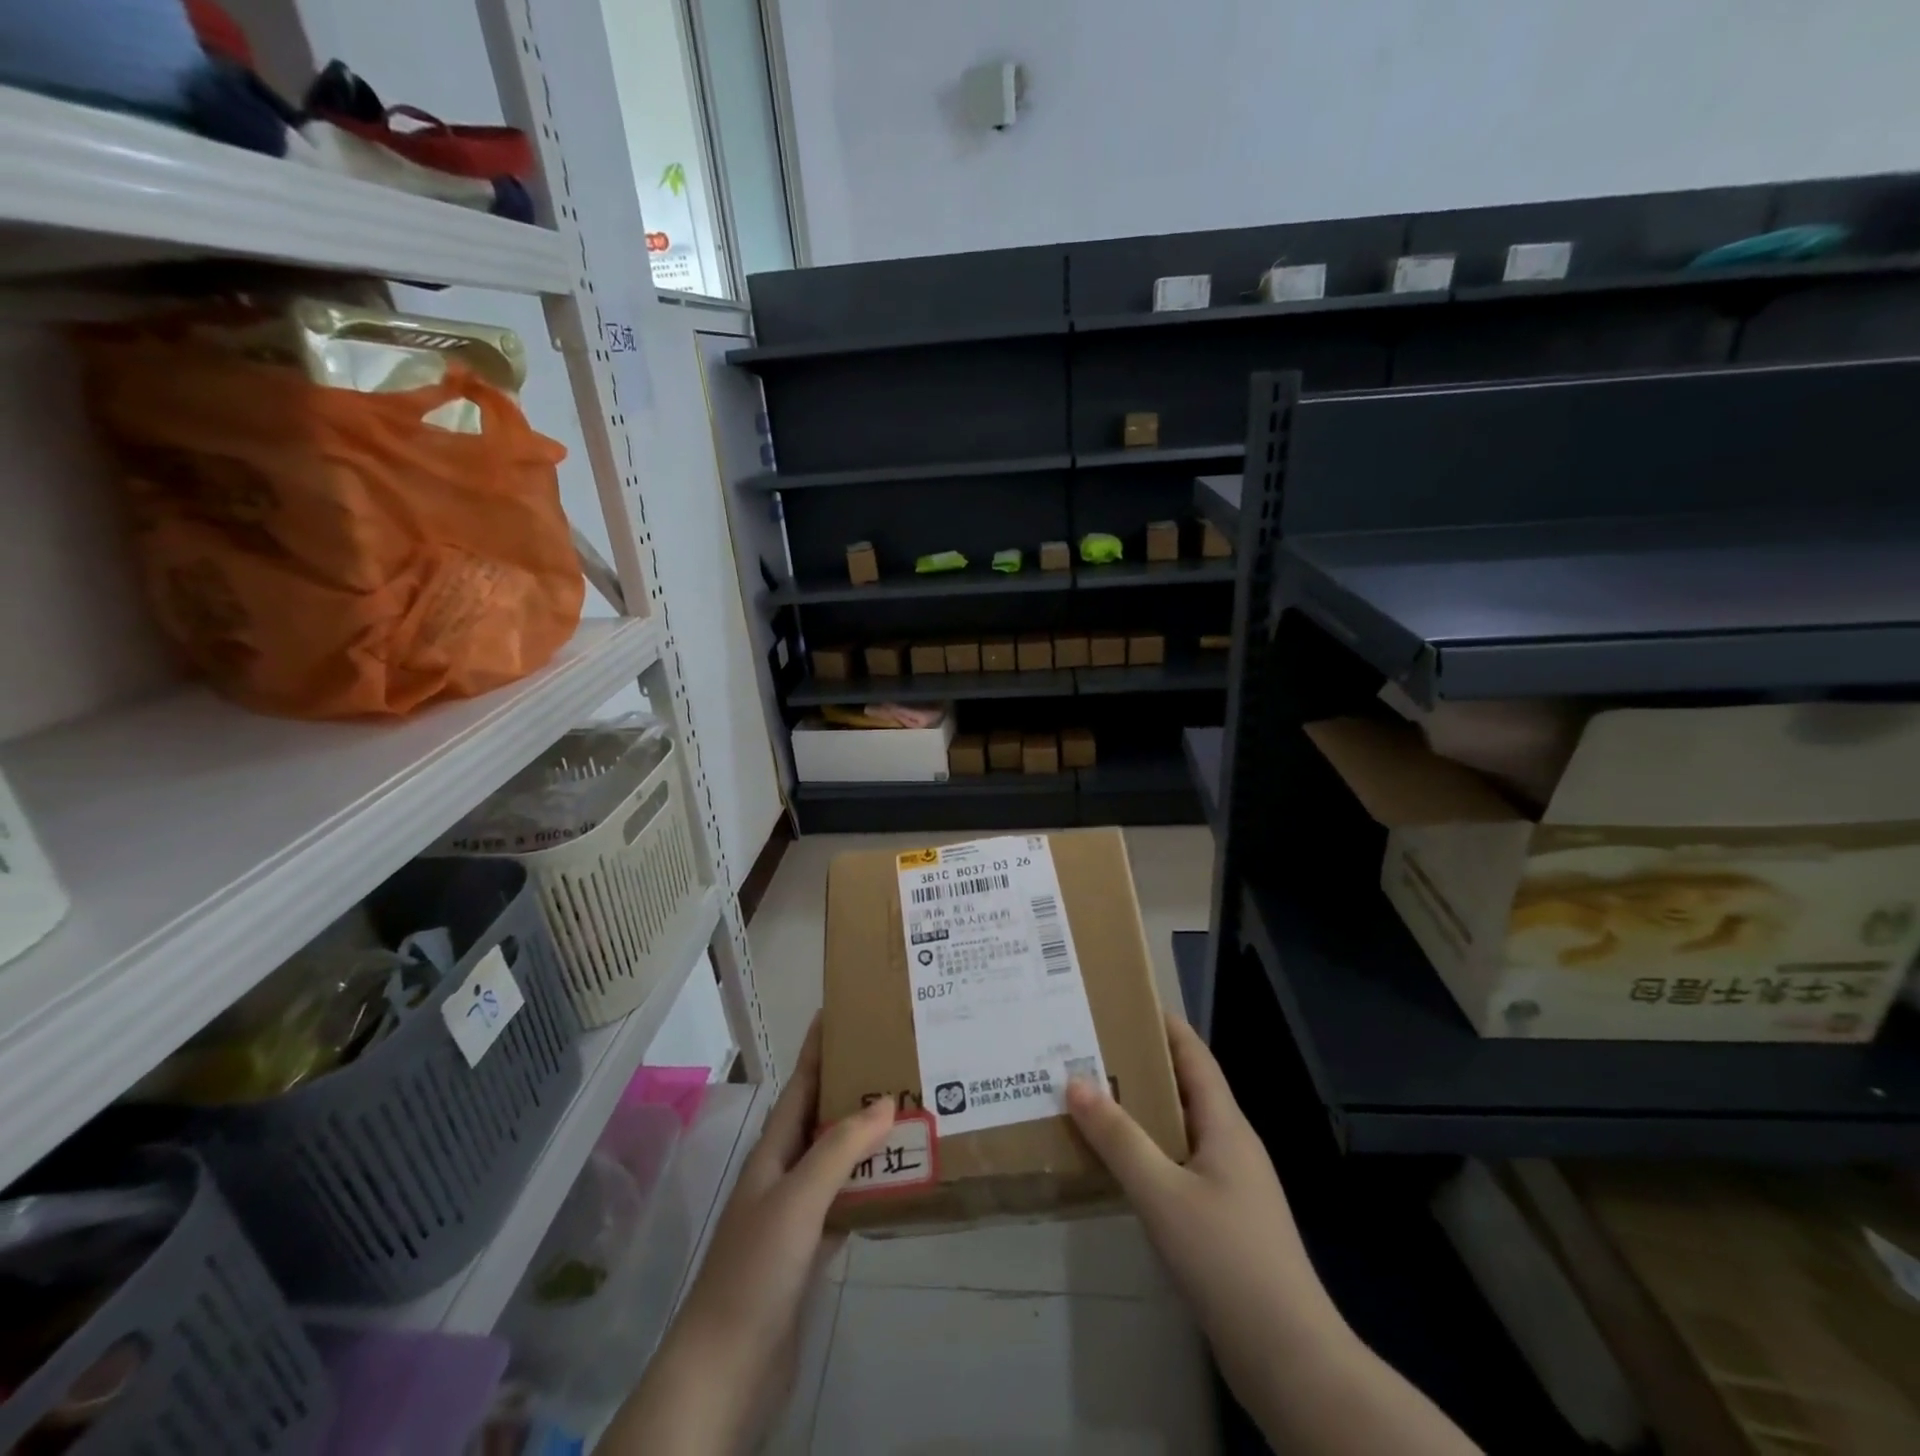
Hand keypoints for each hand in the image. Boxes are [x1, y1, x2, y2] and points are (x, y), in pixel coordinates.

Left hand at [603, 1020, 895, 1454]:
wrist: (727, 1370)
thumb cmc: (756, 1270)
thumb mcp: (797, 1199)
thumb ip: (839, 1149)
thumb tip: (885, 1102)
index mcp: (773, 1152)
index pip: (800, 1085)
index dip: (817, 1048)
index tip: (841, 1011)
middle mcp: (784, 1174)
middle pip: (821, 1118)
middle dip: (852, 1087)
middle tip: (896, 1059)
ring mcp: (796, 1215)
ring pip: (836, 1160)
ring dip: (866, 1137)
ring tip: (908, 1110)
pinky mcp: (810, 1252)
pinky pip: (846, 1202)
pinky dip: (870, 1185)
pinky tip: (898, 1179)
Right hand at [1067, 1014, 1477, 1455]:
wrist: (1288, 1357)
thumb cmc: (1227, 1259)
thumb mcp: (1163, 1194)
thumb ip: (1119, 1139)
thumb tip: (1076, 1082)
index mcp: (1225, 1126)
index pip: (1195, 1056)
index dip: (1165, 1025)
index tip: (1125, 1000)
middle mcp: (1230, 1145)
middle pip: (1184, 1088)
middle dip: (1141, 1065)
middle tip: (1090, 1049)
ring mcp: (1229, 1184)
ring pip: (1179, 1129)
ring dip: (1140, 1111)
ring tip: (1092, 1098)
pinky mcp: (1222, 1220)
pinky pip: (1178, 1165)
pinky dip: (1147, 1151)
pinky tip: (1117, 1164)